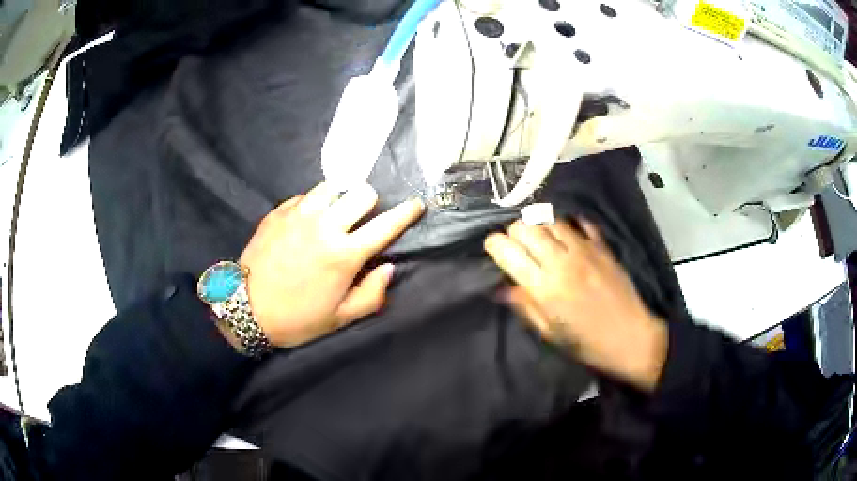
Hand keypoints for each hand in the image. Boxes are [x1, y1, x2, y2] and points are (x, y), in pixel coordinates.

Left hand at [239, 182, 424, 347]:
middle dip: (370, 203)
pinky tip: (307, 221)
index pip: (386, 224)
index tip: (416, 204)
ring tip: (333, 215)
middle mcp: (325, 226)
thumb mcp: (340, 318)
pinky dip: (314, 204)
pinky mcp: (279, 211)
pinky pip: (305, 195)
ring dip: (340, 198)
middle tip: (362, 219)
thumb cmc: (297, 318)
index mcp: (345, 254)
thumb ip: (372, 293)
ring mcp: (299, 214)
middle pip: (362, 192)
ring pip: (333, 186)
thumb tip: (388, 267)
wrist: (245, 309)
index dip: (407, 212)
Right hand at [484, 220, 667, 390]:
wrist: (630, 337)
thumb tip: (501, 287)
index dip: (494, 245)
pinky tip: (566, 236)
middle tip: (517, 246)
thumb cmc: (586, 343)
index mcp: (544, 287)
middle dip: (514, 233)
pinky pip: (580, 223)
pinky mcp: (602, 246)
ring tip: (540, 241)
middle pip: (526, 227)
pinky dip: (568, 225)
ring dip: (539, 227)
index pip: (508, 250)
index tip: (494, 251)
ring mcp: (584, 250)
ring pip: (550, 220)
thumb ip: (525, 305)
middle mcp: (561, 261)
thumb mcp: (549, 332)